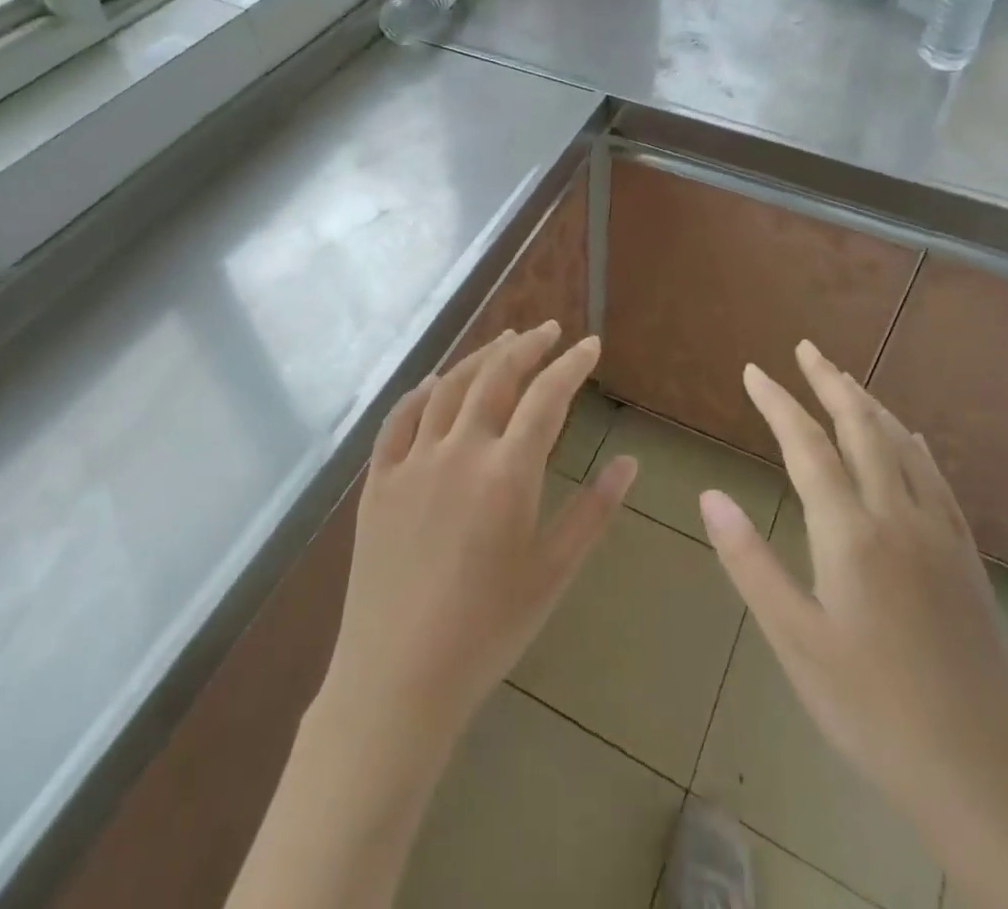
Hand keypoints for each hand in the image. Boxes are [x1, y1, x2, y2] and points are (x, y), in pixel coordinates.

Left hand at [315, 324, 637, 753]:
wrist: (398, 678)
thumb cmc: (488, 630)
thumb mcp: (554, 572)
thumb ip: (594, 511)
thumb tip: (628, 462)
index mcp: (507, 472)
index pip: (546, 397)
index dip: (571, 365)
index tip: (590, 345)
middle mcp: (459, 450)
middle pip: (496, 376)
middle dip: (527, 346)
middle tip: (548, 330)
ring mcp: (412, 461)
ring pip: (449, 387)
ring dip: (480, 356)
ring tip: (503, 340)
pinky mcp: (379, 480)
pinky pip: (399, 419)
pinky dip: (422, 392)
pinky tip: (436, 382)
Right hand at [698, 340, 1007, 827]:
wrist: (979, 771)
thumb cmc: (870, 708)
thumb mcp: (795, 641)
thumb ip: (750, 562)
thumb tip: (710, 495)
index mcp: (851, 533)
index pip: (807, 447)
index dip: (778, 403)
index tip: (754, 371)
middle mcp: (898, 516)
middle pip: (862, 428)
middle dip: (830, 383)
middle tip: (806, 349)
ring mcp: (939, 533)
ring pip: (902, 445)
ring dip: (869, 404)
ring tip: (844, 379)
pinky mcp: (965, 556)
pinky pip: (937, 478)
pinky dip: (912, 444)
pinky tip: (908, 437)